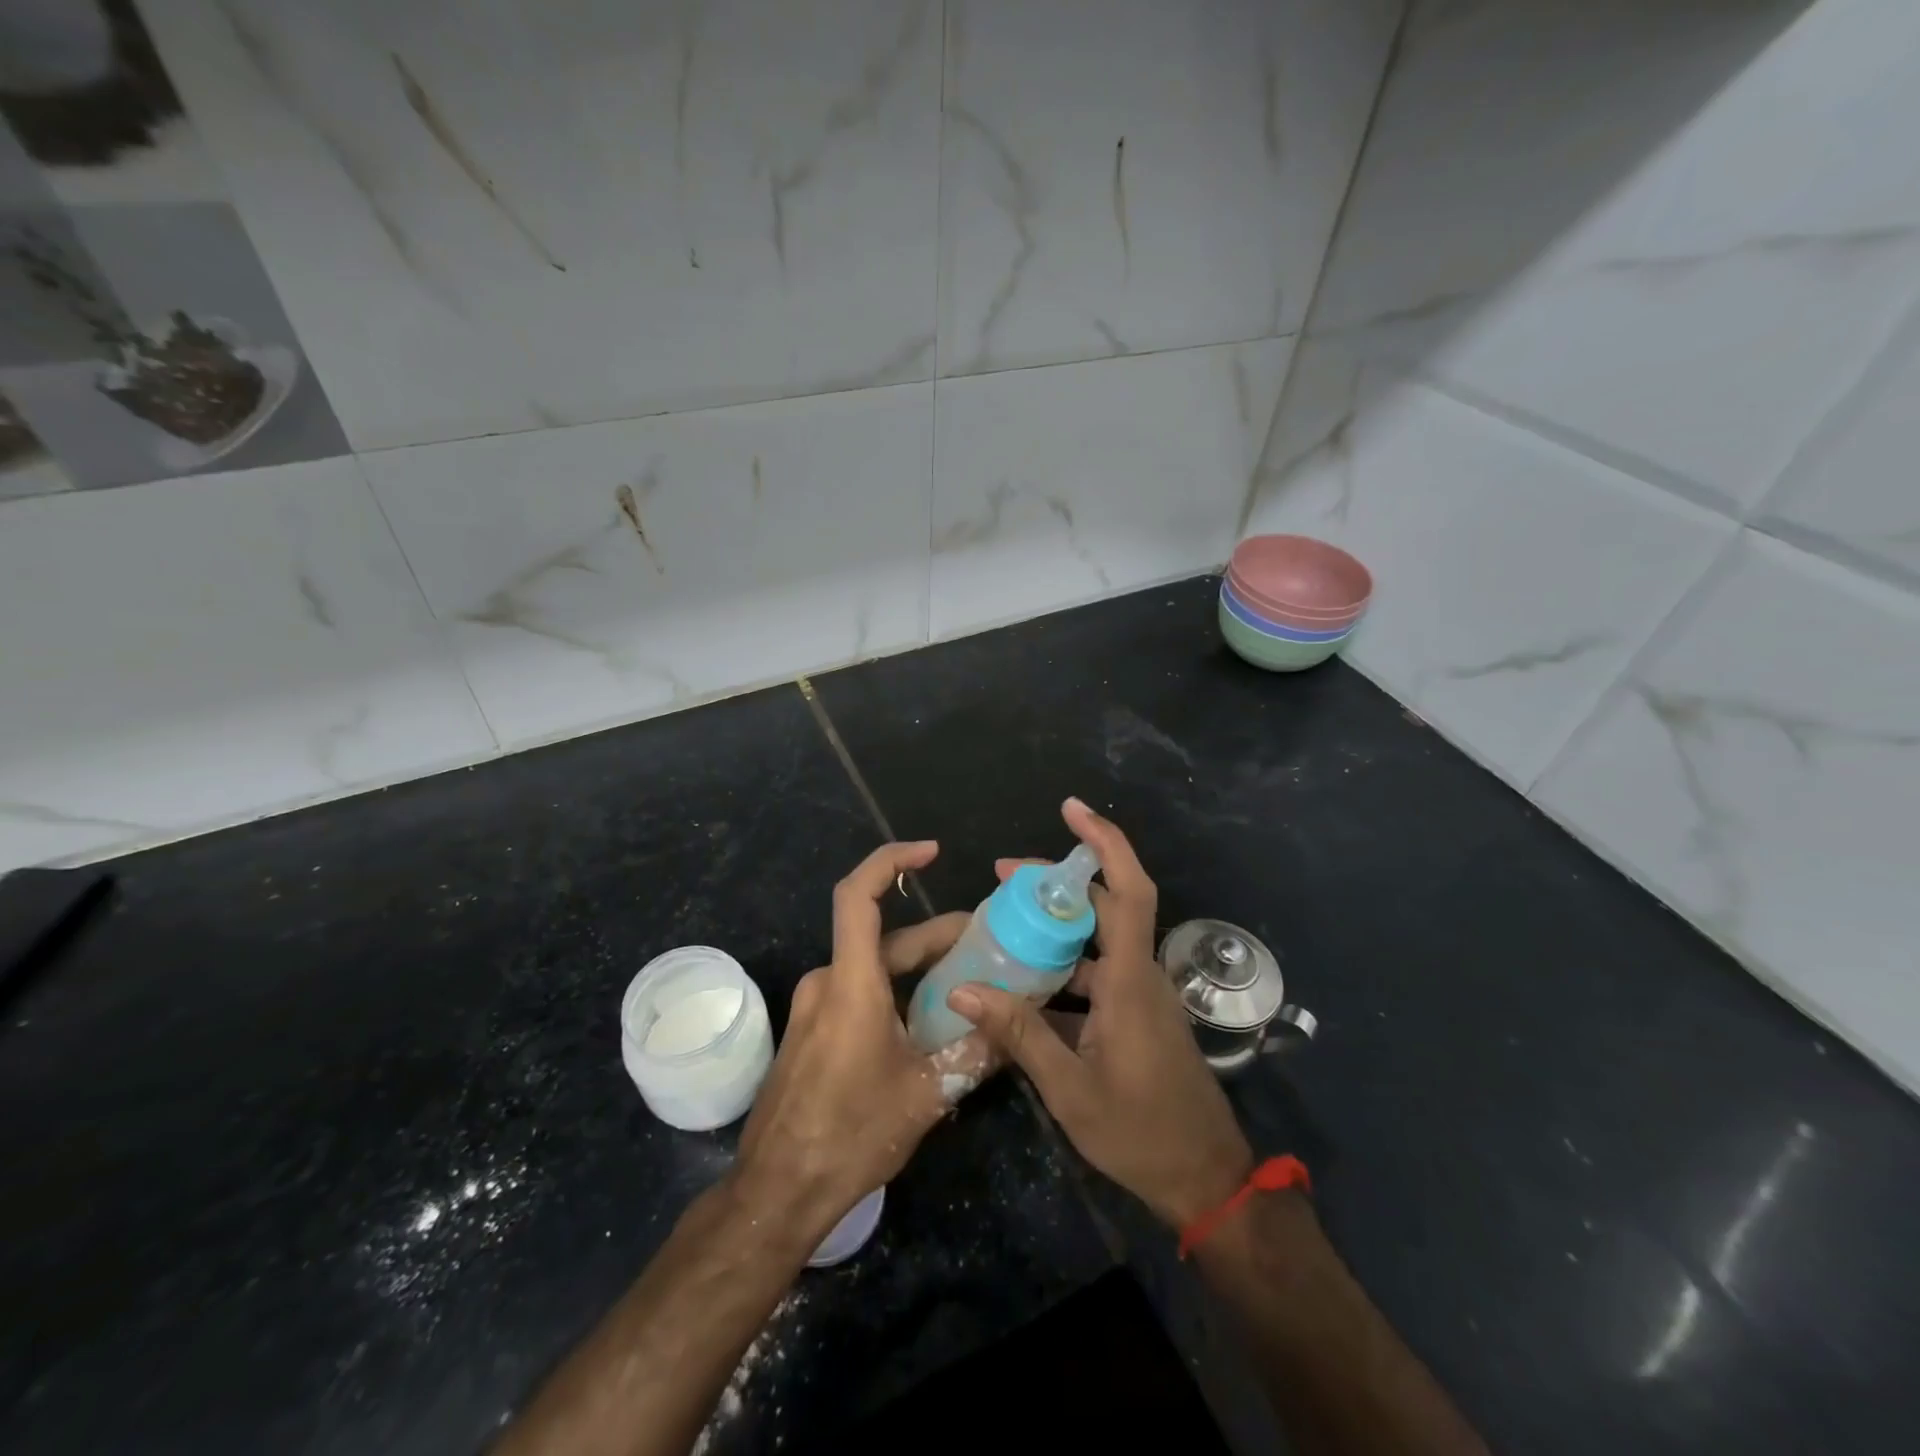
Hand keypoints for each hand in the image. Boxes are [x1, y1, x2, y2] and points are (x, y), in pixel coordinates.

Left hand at [729, 842, 989, 1243]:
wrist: (777, 1191)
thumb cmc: (849, 1135)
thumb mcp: (925, 1096)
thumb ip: (974, 1053)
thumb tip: (1016, 1027)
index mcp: (851, 983)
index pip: (859, 897)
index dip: (891, 861)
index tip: (930, 852)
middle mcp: (828, 982)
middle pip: (884, 938)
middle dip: (936, 936)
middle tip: (987, 942)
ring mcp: (815, 1007)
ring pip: (874, 968)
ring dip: (918, 968)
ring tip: (968, 983)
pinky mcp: (812, 1031)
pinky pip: (858, 993)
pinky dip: (895, 992)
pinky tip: (929, 1023)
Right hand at [949, 799, 1253, 1227]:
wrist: (1203, 1178)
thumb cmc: (1140, 1132)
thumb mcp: (1070, 1087)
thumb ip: (1018, 1034)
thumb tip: (964, 988)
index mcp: (1131, 980)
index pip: (1128, 890)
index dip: (1105, 843)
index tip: (1071, 810)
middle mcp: (1140, 974)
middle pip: (1104, 906)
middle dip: (1057, 884)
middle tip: (1004, 878)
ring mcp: (1140, 995)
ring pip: (1098, 940)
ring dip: (1057, 927)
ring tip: (1004, 926)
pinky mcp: (1136, 1015)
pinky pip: (1098, 972)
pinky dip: (1064, 966)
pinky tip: (1025, 983)